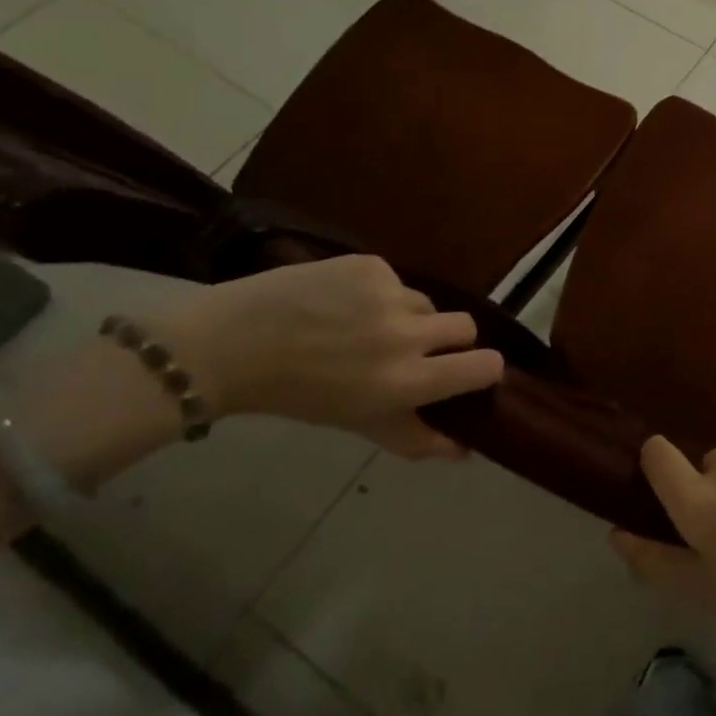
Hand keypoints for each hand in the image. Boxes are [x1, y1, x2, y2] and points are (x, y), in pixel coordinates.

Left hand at [147, 255, 502, 459]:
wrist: (230, 344)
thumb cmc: (298, 395)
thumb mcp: (358, 424)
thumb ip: (415, 438)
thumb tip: (465, 450)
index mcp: (406, 381)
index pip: (484, 366)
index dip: (484, 368)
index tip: (470, 371)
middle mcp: (406, 335)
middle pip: (466, 327)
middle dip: (450, 338)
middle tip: (418, 346)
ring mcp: (389, 294)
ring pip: (426, 302)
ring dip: (409, 315)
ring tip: (364, 325)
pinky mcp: (371, 265)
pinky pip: (394, 280)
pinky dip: (377, 292)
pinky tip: (342, 303)